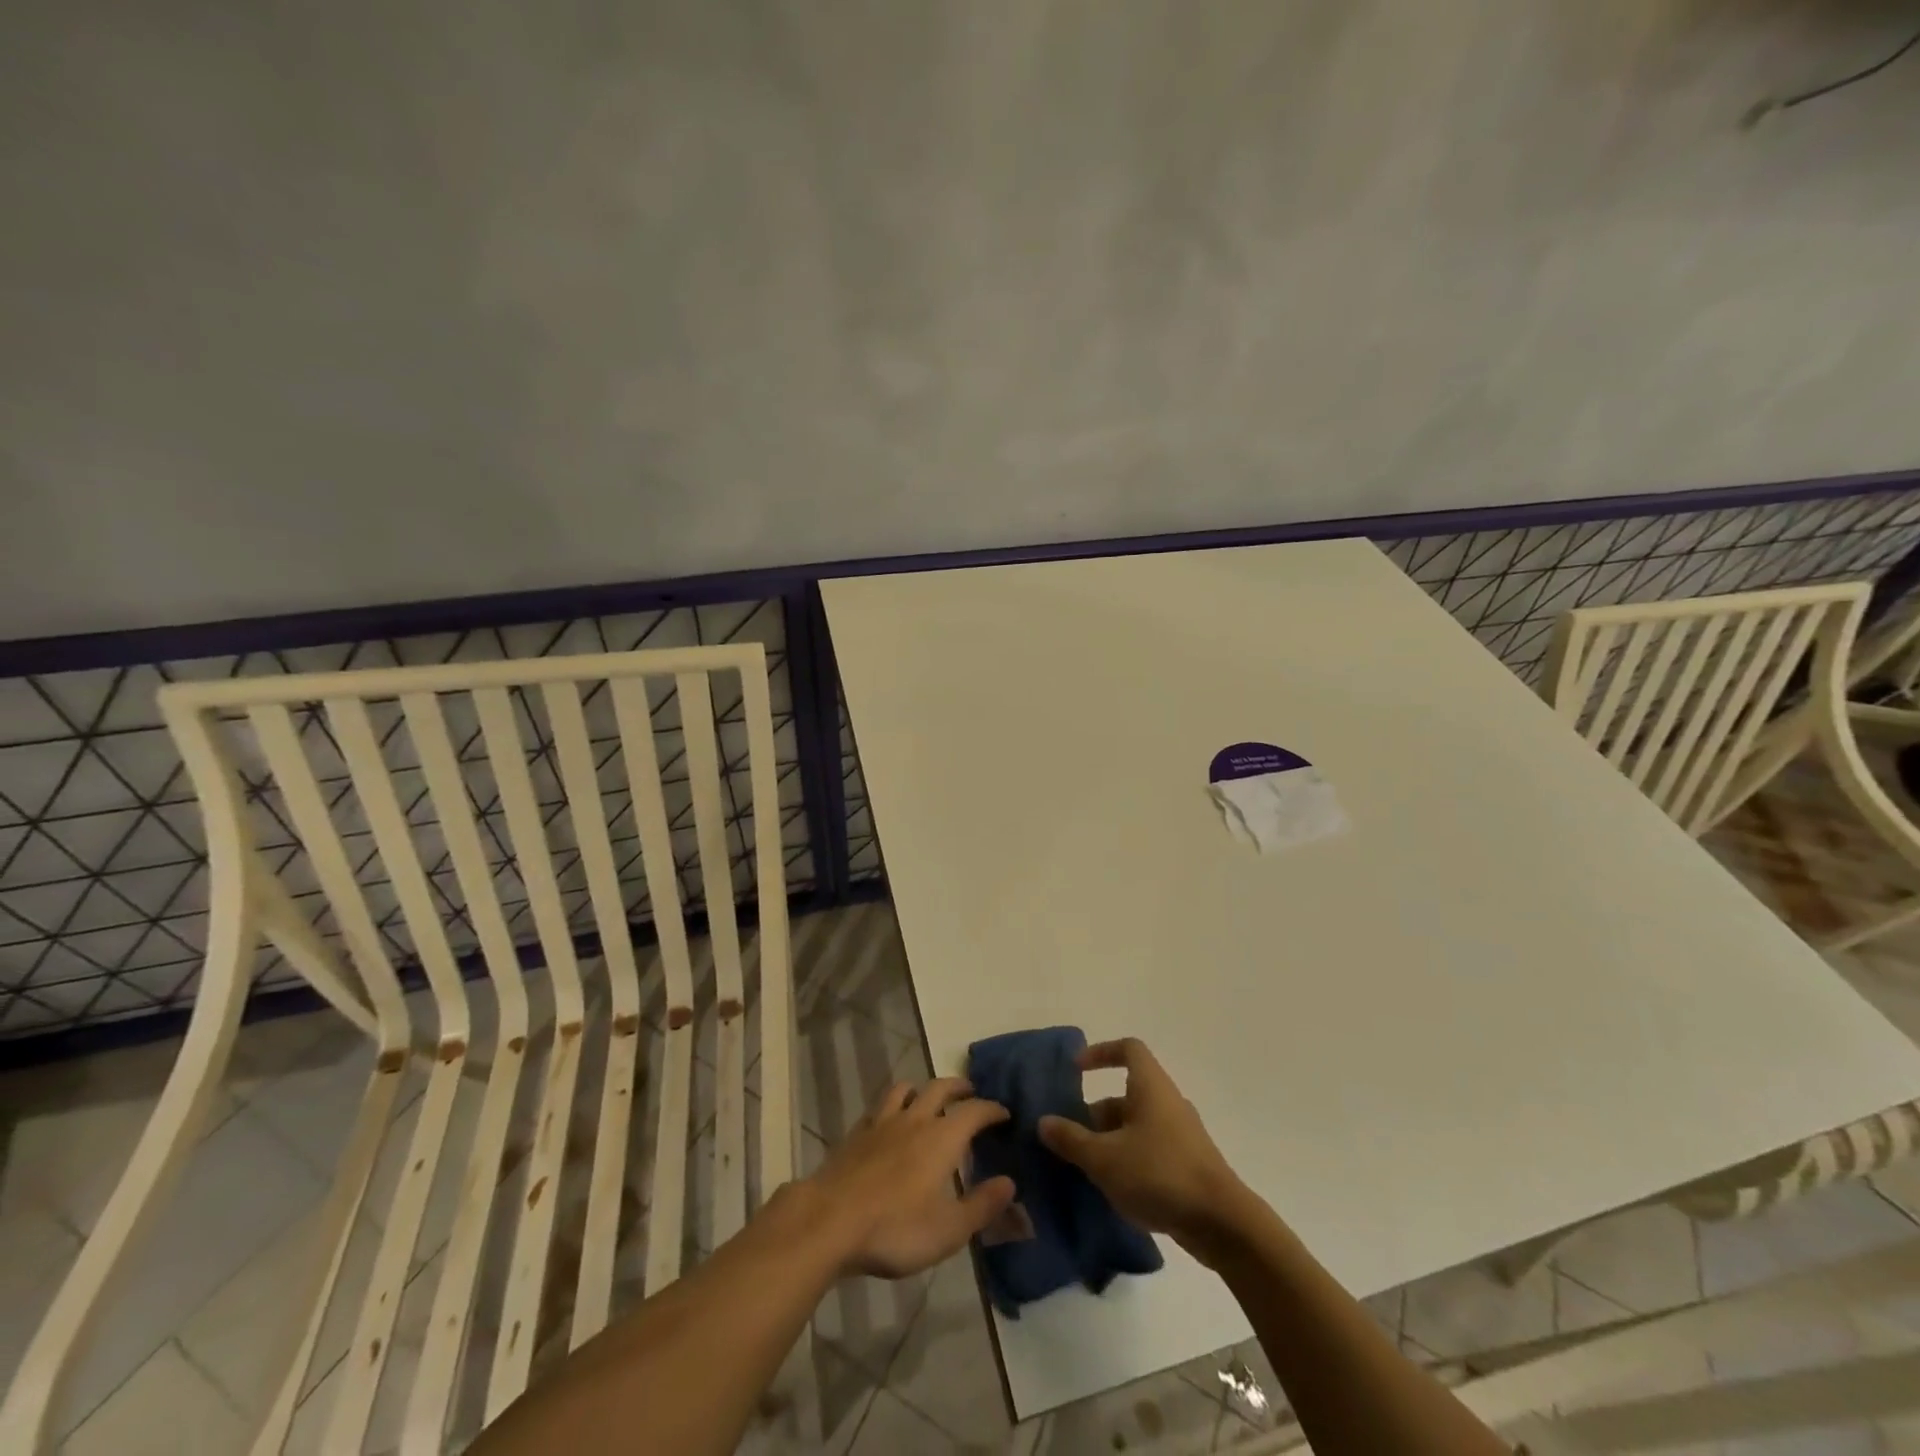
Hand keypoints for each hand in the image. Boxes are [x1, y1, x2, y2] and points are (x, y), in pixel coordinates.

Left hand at [805, 1078, 1017, 1279]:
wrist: (829, 1220)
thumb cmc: (895, 1228)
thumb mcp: (948, 1229)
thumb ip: (982, 1205)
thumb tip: (1010, 1183)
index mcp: (942, 1138)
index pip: (974, 1111)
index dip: (991, 1109)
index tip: (1004, 1113)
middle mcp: (915, 1120)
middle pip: (940, 1088)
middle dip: (959, 1087)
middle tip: (970, 1092)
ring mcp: (882, 1123)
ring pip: (905, 1089)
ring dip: (922, 1088)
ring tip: (928, 1097)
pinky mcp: (856, 1133)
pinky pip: (879, 1107)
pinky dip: (891, 1106)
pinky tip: (889, 1120)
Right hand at [1037, 1038, 1245, 1253]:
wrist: (1222, 1223)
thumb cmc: (1159, 1175)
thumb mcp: (1104, 1158)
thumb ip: (1071, 1139)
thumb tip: (1044, 1121)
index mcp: (1150, 1087)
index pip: (1128, 1049)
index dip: (1101, 1052)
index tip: (1076, 1071)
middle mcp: (1167, 1103)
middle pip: (1126, 1094)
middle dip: (1095, 1114)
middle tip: (1070, 1138)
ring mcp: (1181, 1135)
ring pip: (1137, 1126)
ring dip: (1110, 1141)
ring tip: (1086, 1169)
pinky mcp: (1188, 1165)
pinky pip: (1150, 1150)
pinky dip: (1129, 1161)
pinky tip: (1114, 1190)